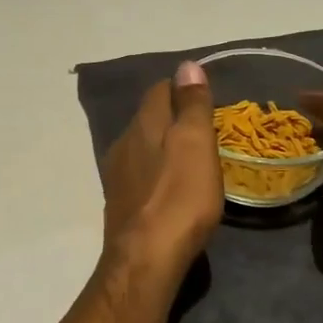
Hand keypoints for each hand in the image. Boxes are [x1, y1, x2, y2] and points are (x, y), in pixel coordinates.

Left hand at [100, 61, 223, 275]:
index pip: (159, 90)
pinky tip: (170, 187)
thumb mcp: (195, 143)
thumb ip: (191, 105)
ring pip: (141, 145)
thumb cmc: (179, 197)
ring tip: (191, 157)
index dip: (182, 88)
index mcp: (143, 124)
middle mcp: (124, 142)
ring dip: (163, 144)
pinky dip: (157, 171)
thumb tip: (186, 65)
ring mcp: (118, 174)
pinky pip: (139, 173)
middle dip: (172, 116)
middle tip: (204, 128)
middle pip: (148, 117)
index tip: (205, 97)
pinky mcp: (120, 202)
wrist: (145, 258)